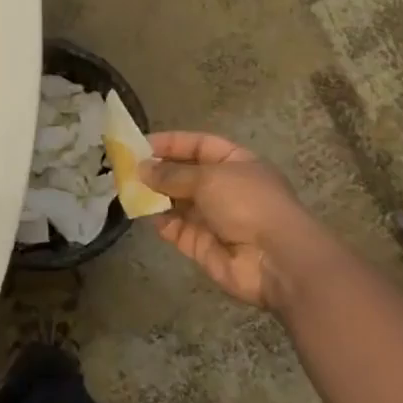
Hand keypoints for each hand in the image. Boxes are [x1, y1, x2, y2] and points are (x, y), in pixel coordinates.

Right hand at [140, 131, 333, 311]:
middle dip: (159, 171)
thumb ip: (172, 174)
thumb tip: (142, 168)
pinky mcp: (204, 246)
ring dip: (156, 196)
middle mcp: (226, 189)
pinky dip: (161, 222)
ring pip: (179, 203)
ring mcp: (216, 219)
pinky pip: (178, 230)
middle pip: (186, 175)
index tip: (141, 144)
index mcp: (236, 163)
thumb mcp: (209, 178)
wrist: (276, 260)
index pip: (199, 145)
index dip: (171, 142)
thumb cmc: (247, 204)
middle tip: (126, 168)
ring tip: (128, 189)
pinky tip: (143, 213)